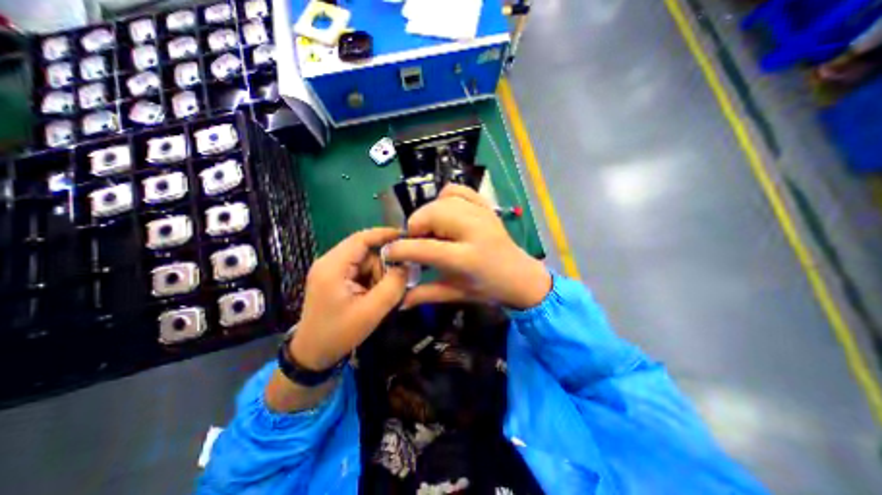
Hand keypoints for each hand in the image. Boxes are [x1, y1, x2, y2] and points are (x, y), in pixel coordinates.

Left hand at [292, 228, 409, 371]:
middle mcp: (329, 262)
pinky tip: (373, 296)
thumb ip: (392, 286)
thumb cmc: (338, 333)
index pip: (362, 238)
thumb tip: (406, 266)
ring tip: (380, 296)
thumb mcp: (371, 311)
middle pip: (365, 252)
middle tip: (395, 284)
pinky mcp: (334, 278)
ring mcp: (330, 270)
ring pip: (365, 262)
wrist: (312, 354)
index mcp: (333, 266)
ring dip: (378, 276)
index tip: (407, 236)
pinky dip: (371, 280)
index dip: (385, 234)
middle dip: (383, 266)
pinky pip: (360, 270)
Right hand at [387, 186, 547, 308]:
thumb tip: (397, 302)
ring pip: (441, 200)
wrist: (519, 275)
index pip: (424, 247)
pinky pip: (457, 190)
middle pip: (431, 215)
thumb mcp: (455, 294)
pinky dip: (445, 197)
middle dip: (415, 227)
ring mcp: (481, 214)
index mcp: (467, 258)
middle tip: (417, 241)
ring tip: (431, 230)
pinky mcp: (485, 206)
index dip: (401, 249)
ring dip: (428, 214)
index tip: (389, 252)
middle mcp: (474, 231)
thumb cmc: (488, 288)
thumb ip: (424, 294)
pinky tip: (445, 212)